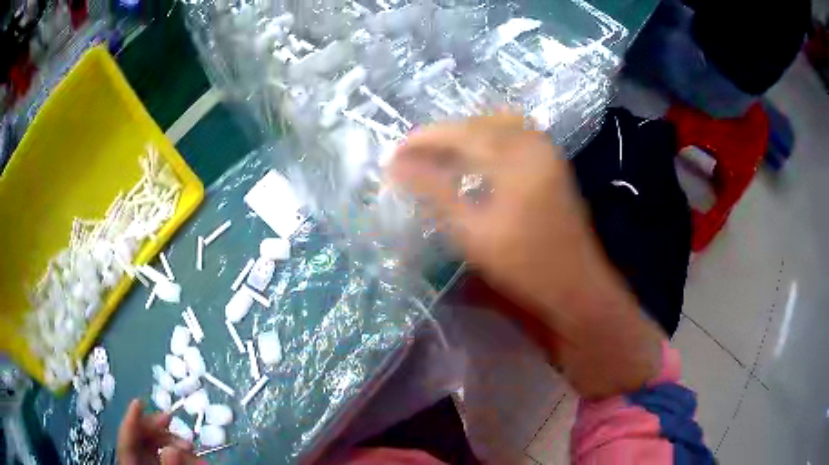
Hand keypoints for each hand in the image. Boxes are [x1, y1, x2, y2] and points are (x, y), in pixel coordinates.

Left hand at [117, 399, 201, 464]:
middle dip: (157, 428)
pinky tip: (194, 455)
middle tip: (171, 419)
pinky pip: (169, 457)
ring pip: (156, 447)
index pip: (127, 440)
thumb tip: (173, 448)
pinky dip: (182, 454)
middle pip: (141, 439)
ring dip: (173, 441)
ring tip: (191, 445)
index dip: (131, 420)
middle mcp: (138, 463)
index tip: (139, 402)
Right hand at [388, 114, 663, 397]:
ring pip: (497, 123)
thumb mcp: (472, 232)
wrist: (575, 284)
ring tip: (438, 152)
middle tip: (412, 153)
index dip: (423, 139)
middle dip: (442, 134)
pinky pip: (515, 133)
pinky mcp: (552, 160)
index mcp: (515, 159)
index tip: (394, 153)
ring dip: (465, 132)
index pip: (460, 134)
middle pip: (478, 122)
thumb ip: (434, 191)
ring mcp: (546, 150)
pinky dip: (488, 136)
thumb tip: (396, 165)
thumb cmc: (524, 265)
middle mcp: (533, 144)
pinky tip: (474, 155)